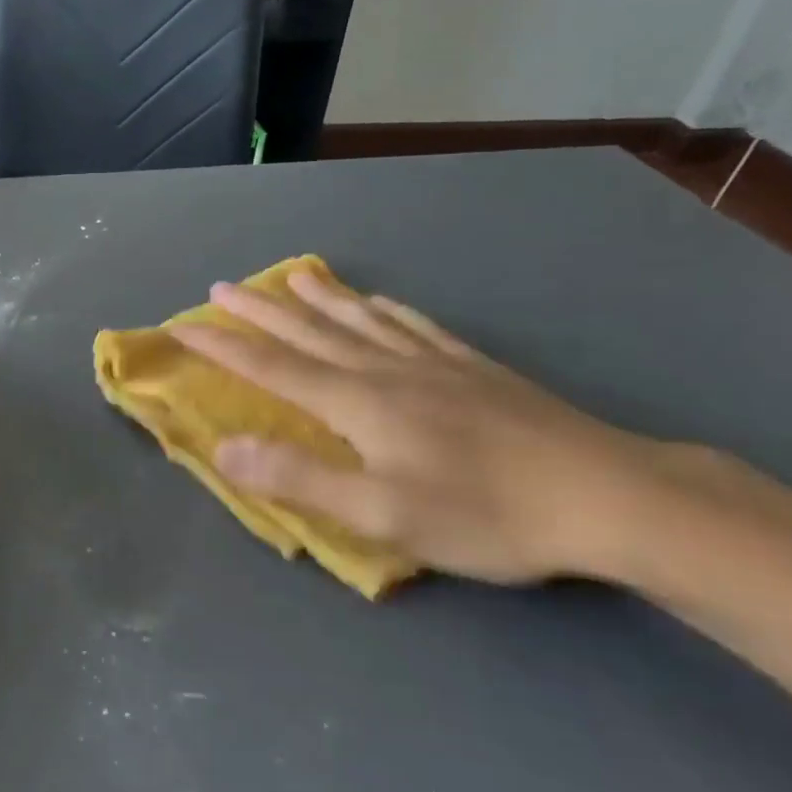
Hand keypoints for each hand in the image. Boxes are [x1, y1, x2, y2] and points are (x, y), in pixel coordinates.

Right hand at [170, 273, 691, 584]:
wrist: (607, 497)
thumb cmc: (486, 514)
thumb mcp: (382, 514)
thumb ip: (299, 477)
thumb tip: (225, 446)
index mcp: (358, 403)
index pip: (273, 368)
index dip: (224, 348)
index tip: (184, 326)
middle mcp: (387, 370)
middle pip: (310, 333)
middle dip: (261, 312)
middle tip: (224, 287)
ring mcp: (434, 364)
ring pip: (360, 320)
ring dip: (319, 299)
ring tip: (291, 277)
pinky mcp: (474, 370)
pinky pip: (415, 326)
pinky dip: (386, 310)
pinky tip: (381, 302)